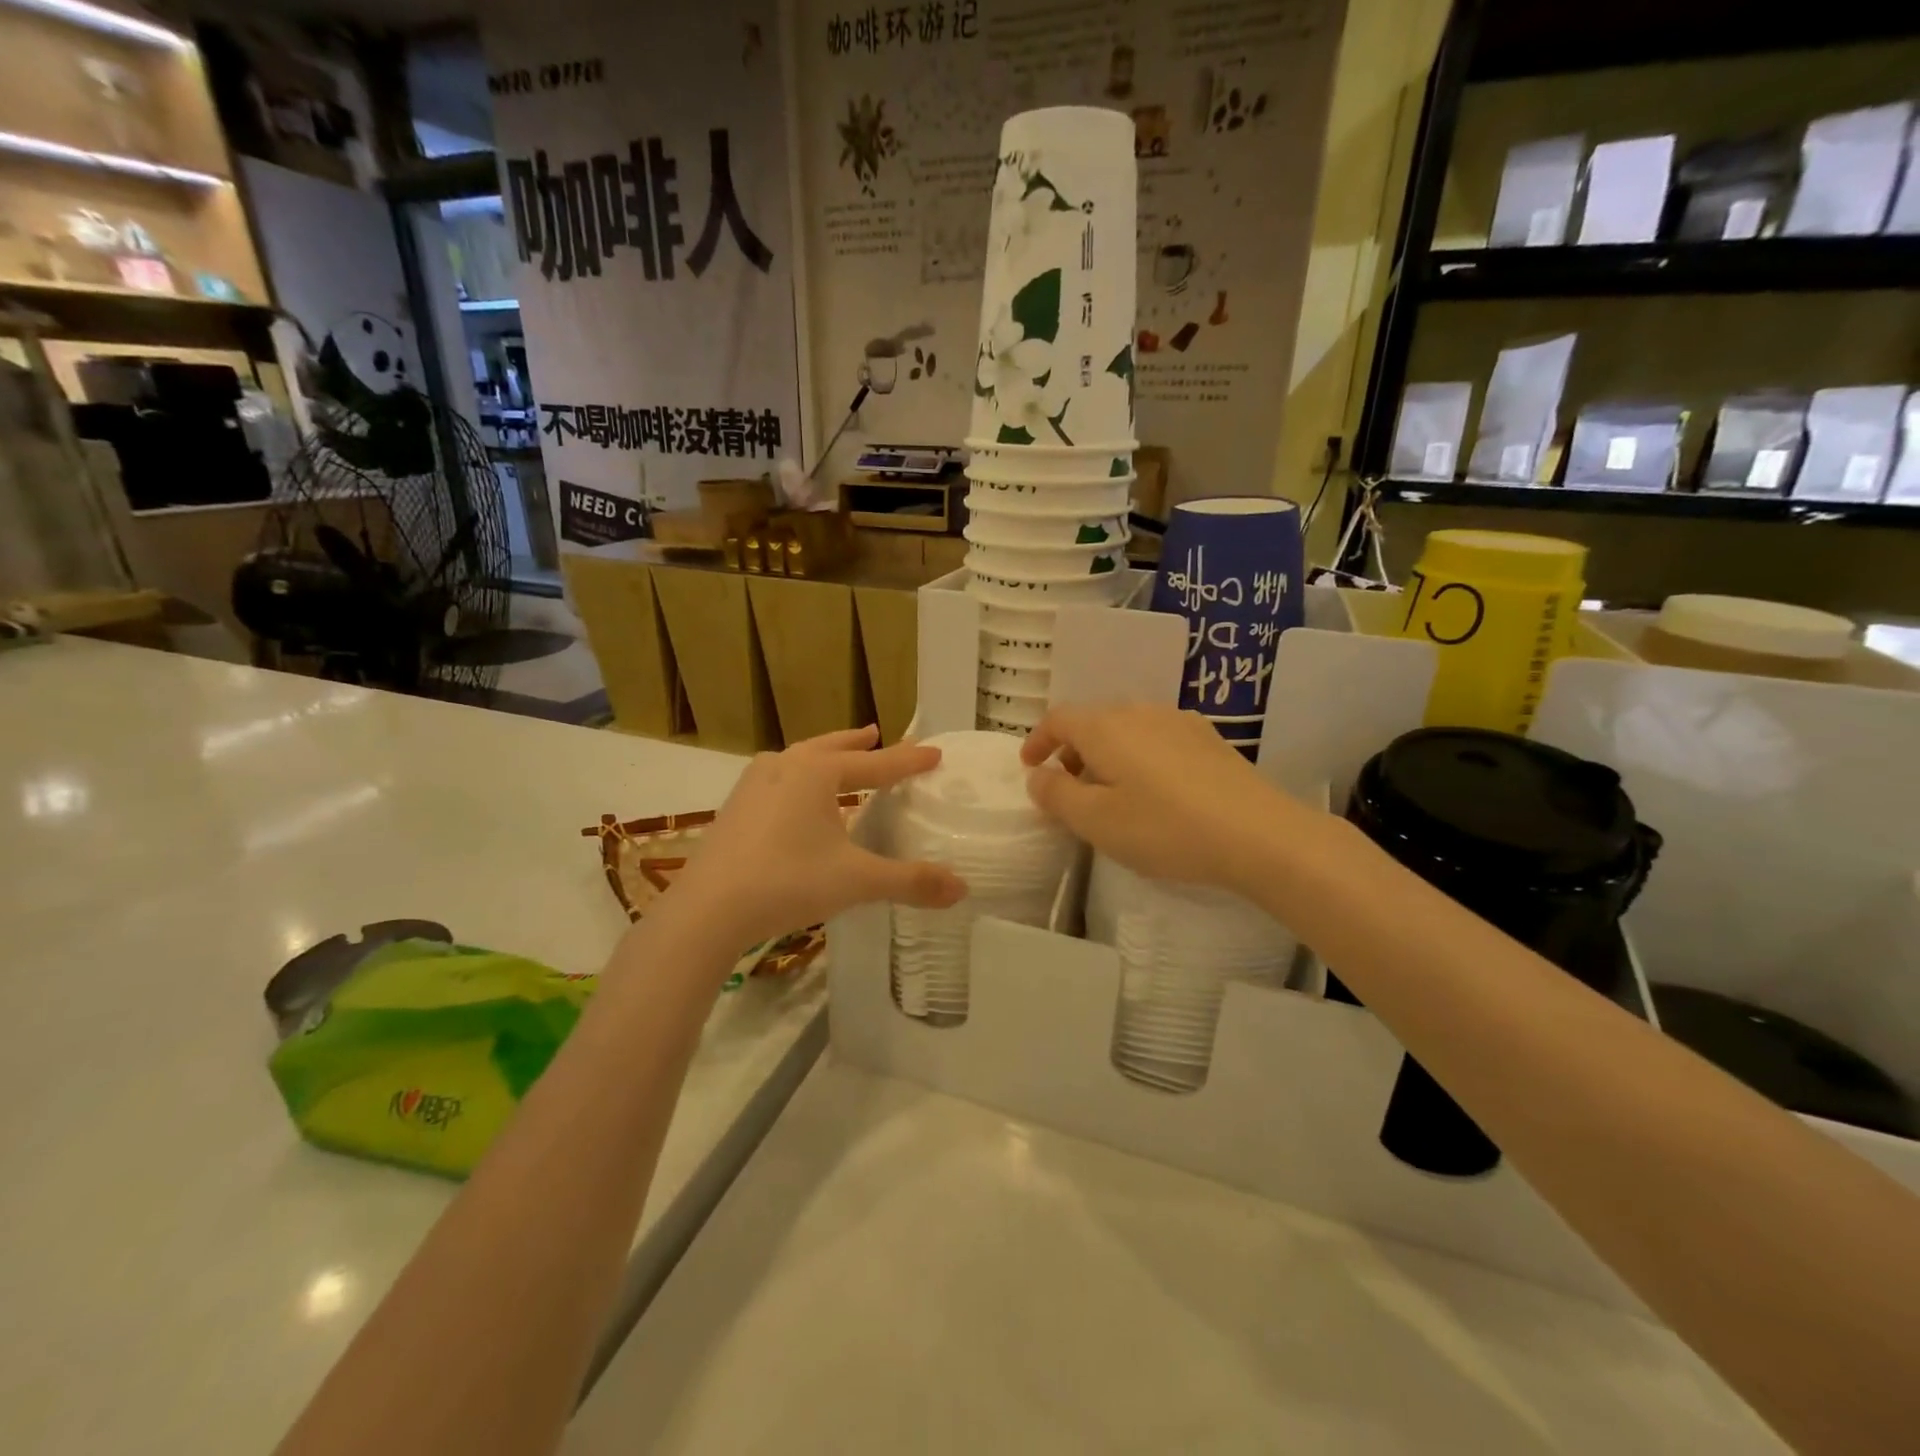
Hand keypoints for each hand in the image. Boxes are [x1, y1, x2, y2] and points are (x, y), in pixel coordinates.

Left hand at [671, 725, 965, 950]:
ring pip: (800, 759)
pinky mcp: (735, 807)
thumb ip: (910, 881)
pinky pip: (778, 779)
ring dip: (824, 755)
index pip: (877, 763)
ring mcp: (754, 784)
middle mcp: (785, 766)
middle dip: (859, 743)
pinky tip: (795, 797)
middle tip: (878, 733)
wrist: (707, 910)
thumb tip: (962, 889)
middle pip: (832, 747)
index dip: (909, 760)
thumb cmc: (787, 882)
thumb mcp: (857, 881)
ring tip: (839, 755)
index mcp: (817, 771)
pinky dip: (798, 778)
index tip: (934, 752)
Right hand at [1021, 704, 1307, 895]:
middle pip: (1093, 722)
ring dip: (1106, 755)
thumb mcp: (1096, 821)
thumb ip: (1057, 795)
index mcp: (1105, 727)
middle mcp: (1139, 712)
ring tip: (1110, 793)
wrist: (1257, 834)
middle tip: (1067, 788)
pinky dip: (1138, 757)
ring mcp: (1178, 722)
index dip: (1037, 740)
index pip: (1059, 719)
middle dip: (1071, 751)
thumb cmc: (1164, 827)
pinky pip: (1156, 739)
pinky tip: (1154, 791)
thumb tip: (1038, 776)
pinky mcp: (1208, 739)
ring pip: (1126, 730)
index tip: (1029, 766)